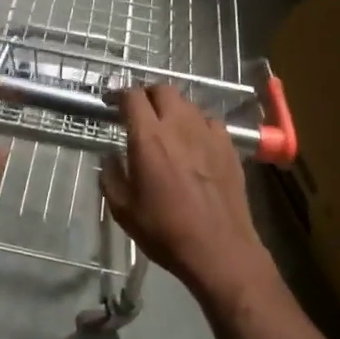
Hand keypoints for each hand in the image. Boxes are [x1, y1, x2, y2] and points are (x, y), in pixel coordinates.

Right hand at [101, 84, 274, 306]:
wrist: (219, 249)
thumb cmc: (165, 231)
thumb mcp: (123, 209)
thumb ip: (111, 176)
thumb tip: (110, 157)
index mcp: (148, 138)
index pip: (132, 96)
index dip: (119, 94)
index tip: (112, 103)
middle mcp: (179, 126)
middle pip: (163, 90)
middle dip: (147, 94)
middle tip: (139, 111)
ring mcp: (208, 133)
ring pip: (188, 103)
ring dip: (172, 108)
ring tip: (166, 126)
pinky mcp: (229, 146)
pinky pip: (209, 121)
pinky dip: (197, 123)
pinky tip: (194, 141)